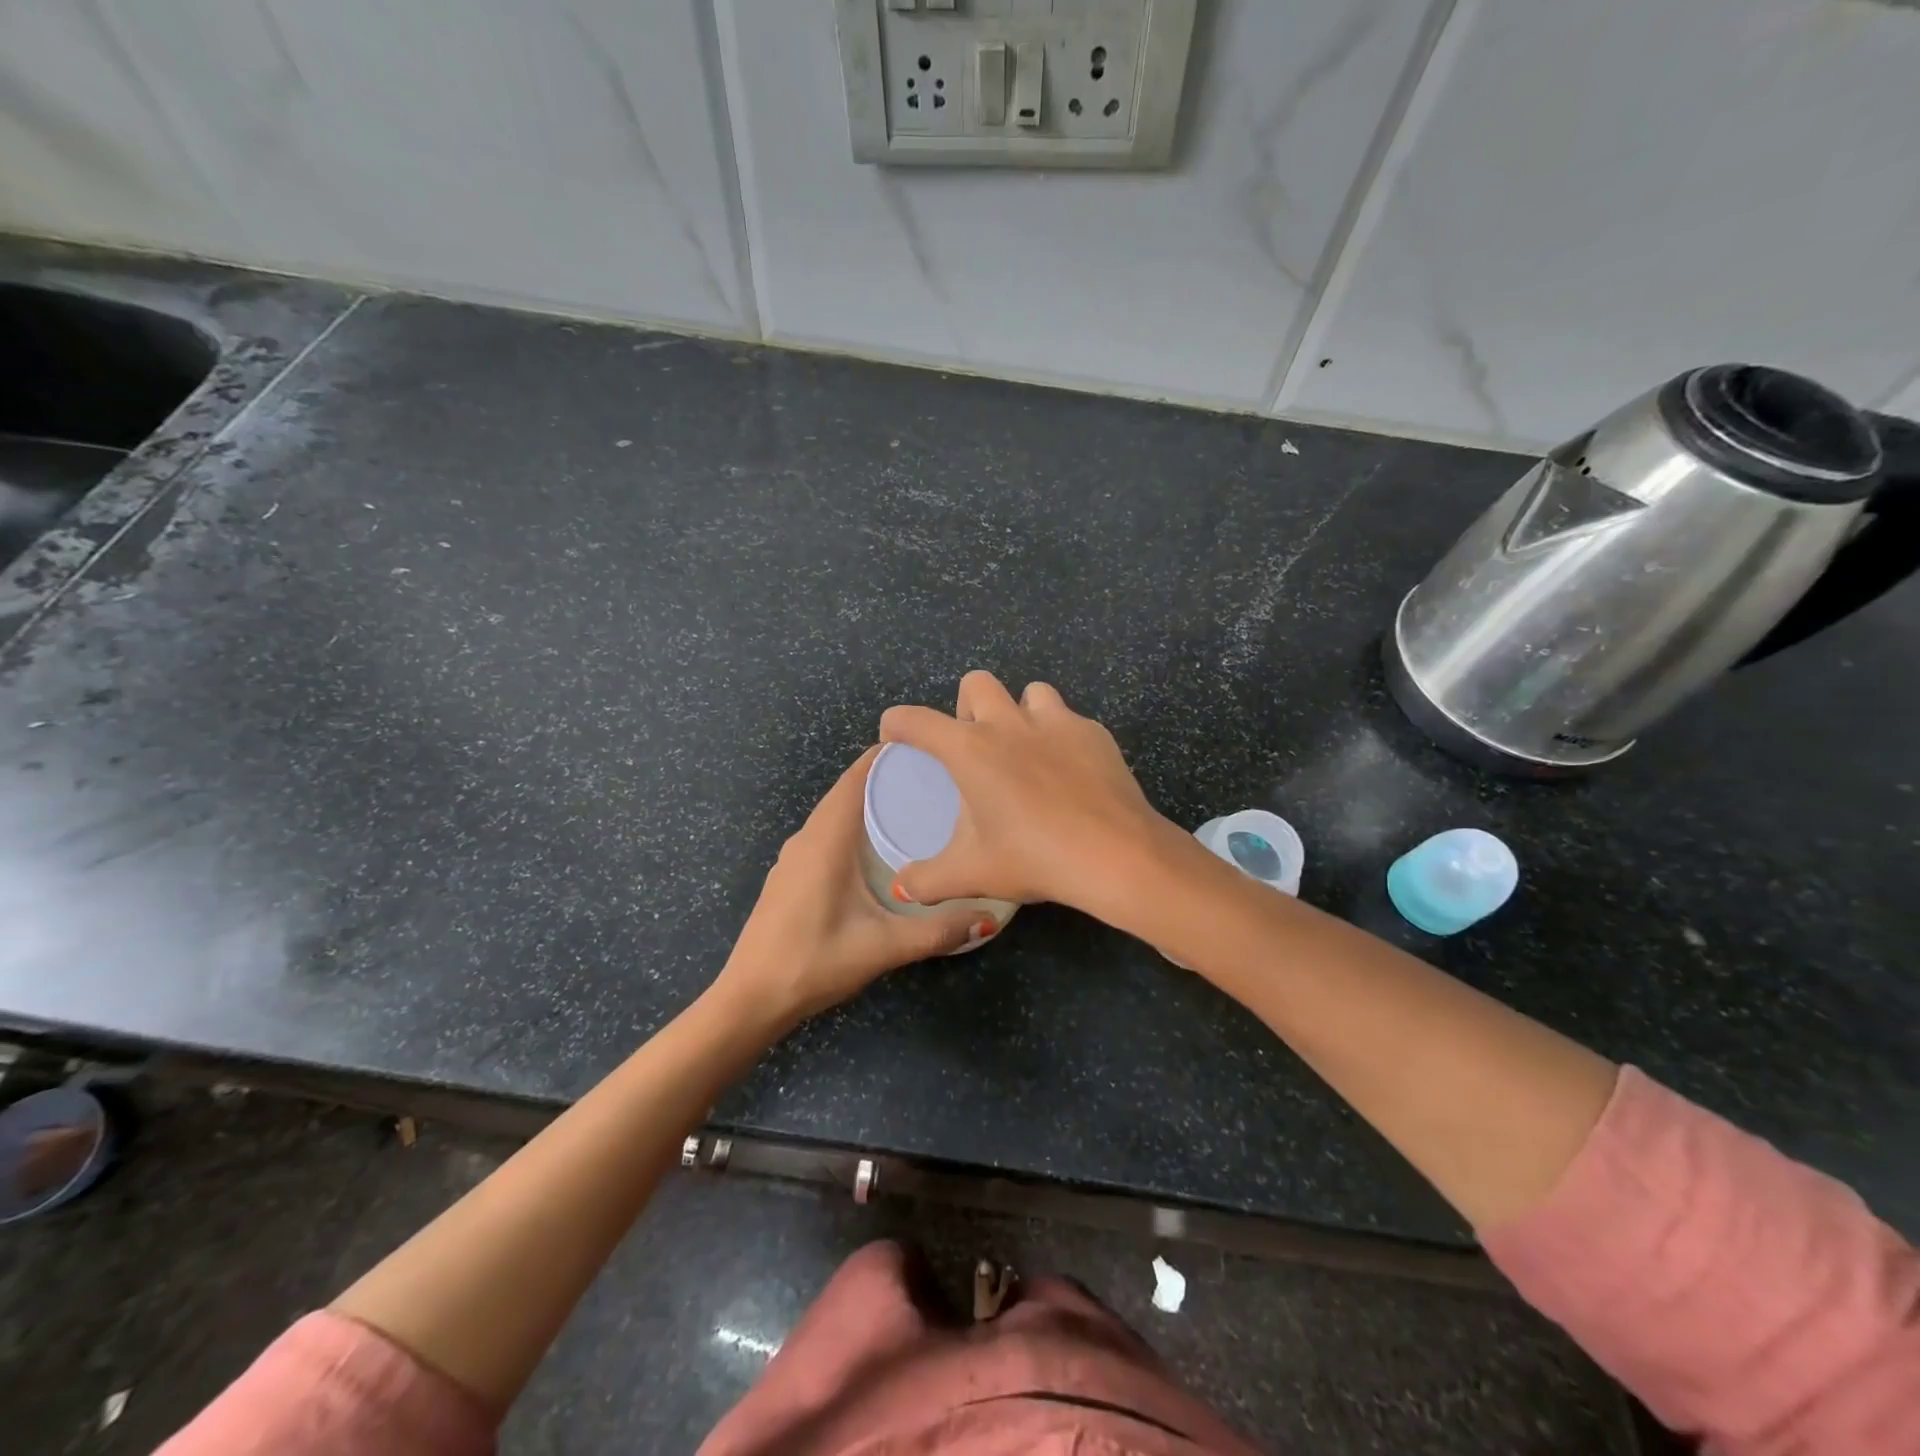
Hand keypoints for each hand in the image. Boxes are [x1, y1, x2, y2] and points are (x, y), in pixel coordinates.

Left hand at [715, 747, 987, 1029]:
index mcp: (826, 838)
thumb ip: (937, 932)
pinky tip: (879, 851)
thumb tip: (987, 916)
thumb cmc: (814, 961)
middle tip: (937, 782)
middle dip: (888, 780)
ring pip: (836, 815)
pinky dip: (854, 828)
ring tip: (916, 810)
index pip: (857, 777)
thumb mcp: (883, 946)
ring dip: (870, 806)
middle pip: (849, 791)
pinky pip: (827, 835)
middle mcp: (807, 837)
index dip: (889, 756)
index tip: (929, 751)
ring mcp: (793, 857)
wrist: (750, 999)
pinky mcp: (790, 876)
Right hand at [878, 670, 1174, 916]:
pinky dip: (1060, 736)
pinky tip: (1068, 772)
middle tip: (974, 746)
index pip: (916, 720)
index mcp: (971, 749)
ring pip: (1029, 692)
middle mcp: (1009, 723)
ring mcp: (1057, 722)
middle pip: (976, 683)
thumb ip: (928, 880)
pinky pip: (1069, 719)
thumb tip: (901, 887)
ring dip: (1018, 712)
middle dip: (966, 706)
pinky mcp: (1094, 733)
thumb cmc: (1034, 858)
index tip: (895, 738)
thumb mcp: (972, 874)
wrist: (1116, 855)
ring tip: (1024, 750)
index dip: (896, 724)